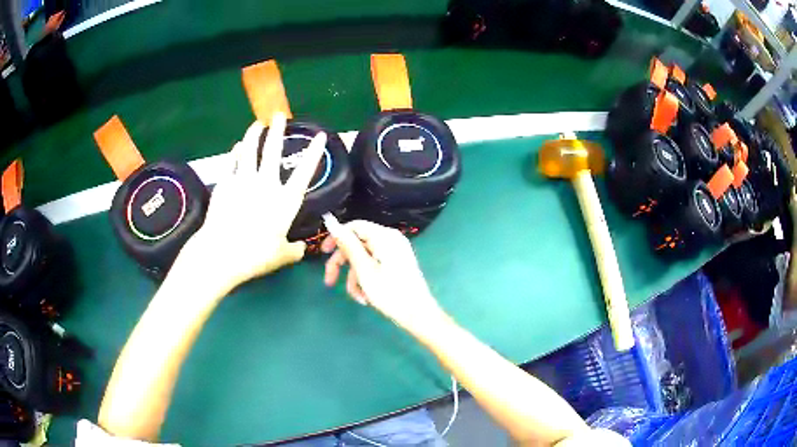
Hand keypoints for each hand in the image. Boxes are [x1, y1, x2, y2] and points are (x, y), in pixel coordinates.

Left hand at [182, 113, 325, 289]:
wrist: (221, 252)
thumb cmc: (255, 255)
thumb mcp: (281, 256)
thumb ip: (294, 250)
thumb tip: (301, 248)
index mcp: (284, 201)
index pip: (303, 172)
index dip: (313, 153)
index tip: (320, 136)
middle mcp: (266, 185)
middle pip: (273, 151)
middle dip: (278, 130)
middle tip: (279, 115)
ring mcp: (243, 181)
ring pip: (249, 150)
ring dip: (254, 134)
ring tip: (257, 123)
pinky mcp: (225, 184)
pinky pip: (232, 162)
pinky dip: (235, 153)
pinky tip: (237, 147)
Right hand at [322, 220, 445, 334]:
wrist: (419, 315)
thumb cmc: (390, 293)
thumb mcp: (363, 269)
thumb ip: (347, 245)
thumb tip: (331, 221)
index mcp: (384, 236)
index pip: (354, 226)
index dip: (336, 237)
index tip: (323, 253)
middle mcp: (390, 240)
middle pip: (357, 244)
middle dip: (342, 264)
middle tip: (329, 281)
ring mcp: (395, 252)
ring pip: (364, 258)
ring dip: (355, 278)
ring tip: (356, 297)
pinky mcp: (397, 264)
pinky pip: (374, 266)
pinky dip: (366, 280)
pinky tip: (365, 298)